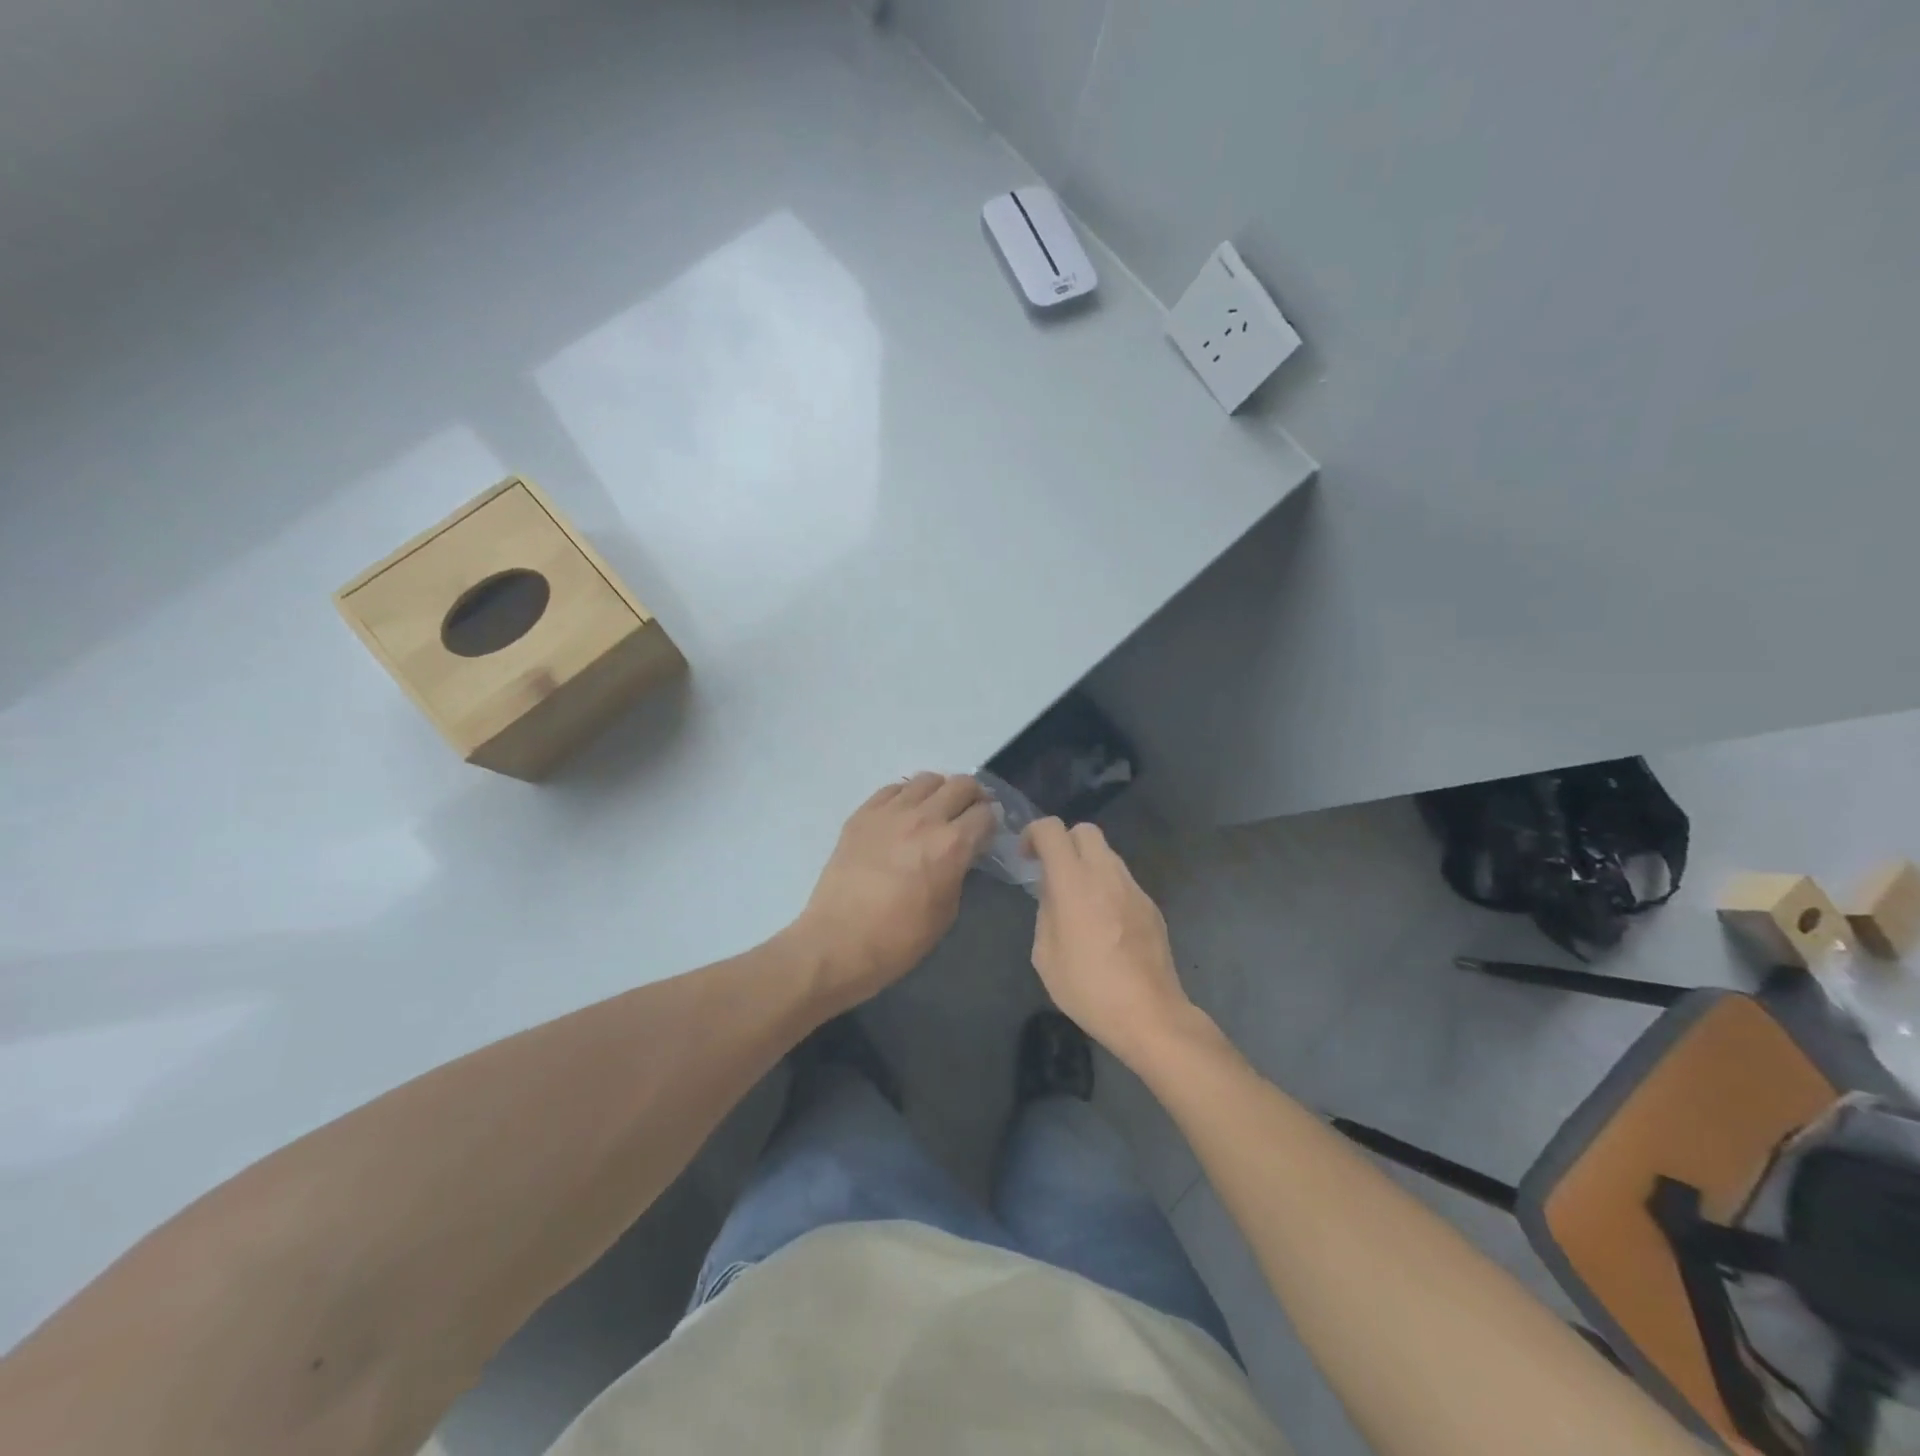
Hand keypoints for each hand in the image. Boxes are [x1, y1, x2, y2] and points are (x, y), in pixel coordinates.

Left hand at [789, 773, 995, 1011]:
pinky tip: (903, 814)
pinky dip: (906, 796)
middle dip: (972, 797)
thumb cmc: (900, 939)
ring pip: (927, 779)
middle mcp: (924, 818)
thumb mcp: (947, 910)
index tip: (986, 833)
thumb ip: (959, 871)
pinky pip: (893, 789)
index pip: (985, 814)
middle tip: (968, 815)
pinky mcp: (862, 814)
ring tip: (935, 810)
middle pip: (961, 785)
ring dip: (940, 792)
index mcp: (951, 845)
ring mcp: (890, 811)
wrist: (838, 942)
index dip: (991, 823)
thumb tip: (961, 854)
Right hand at [1025, 819, 1199, 1069]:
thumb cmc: (1088, 988)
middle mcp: (1106, 874)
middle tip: (1053, 873)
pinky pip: (1123, 881)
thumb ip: (1045, 912)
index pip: (1052, 830)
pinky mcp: (1151, 905)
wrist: (1149, 1013)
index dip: (1034, 834)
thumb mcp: (1045, 954)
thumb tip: (1053, 895)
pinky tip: (1105, 924)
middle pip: (1085, 830)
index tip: (1027, 859)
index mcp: (1073, 882)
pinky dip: (1107, 888)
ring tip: (1079, 902)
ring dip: (1087, 865)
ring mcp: (1133, 888)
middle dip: (1064, 843)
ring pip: (1107, 854)